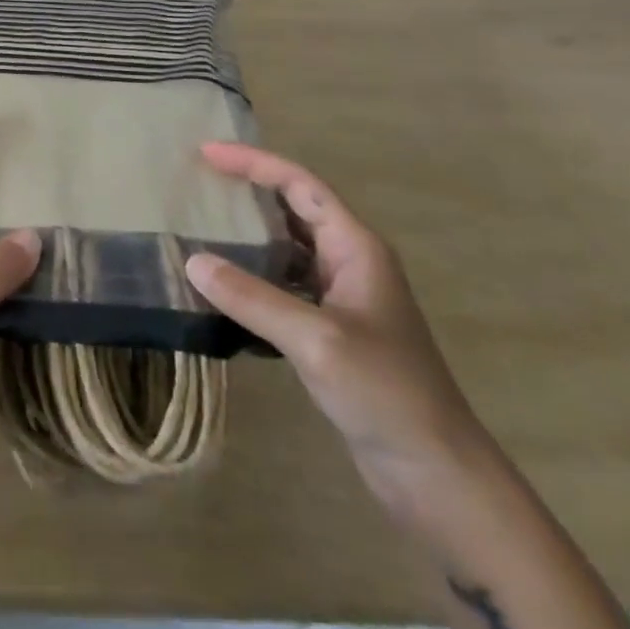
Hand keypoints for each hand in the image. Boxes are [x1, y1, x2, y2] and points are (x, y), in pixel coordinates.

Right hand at [185, 143, 495, 517]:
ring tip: (198, 225)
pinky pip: (281, 285)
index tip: (206, 153)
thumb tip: (192, 261)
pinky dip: (249, 277)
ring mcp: (340, 298)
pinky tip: (218, 286)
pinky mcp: (329, 330)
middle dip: (247, 190)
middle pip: (292, 208)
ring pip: (285, 248)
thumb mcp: (316, 340)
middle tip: (196, 183)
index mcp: (356, 248)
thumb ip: (252, 298)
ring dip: (246, 234)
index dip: (254, 163)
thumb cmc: (386, 393)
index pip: (300, 185)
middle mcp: (349, 262)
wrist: (437, 475)